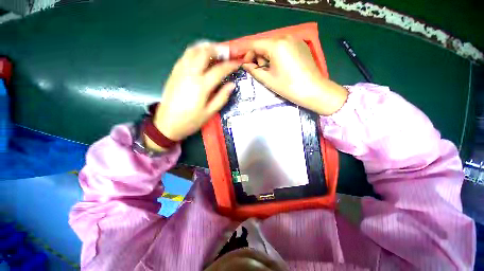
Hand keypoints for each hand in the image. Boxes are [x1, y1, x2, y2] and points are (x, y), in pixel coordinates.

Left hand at [148, 43, 239, 149]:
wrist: (167, 124)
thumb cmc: (191, 121)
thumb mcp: (210, 113)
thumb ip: (222, 97)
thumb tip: (232, 85)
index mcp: (201, 86)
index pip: (219, 70)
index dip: (230, 65)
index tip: (238, 63)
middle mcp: (189, 74)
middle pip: (204, 52)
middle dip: (218, 49)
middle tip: (227, 53)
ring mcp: (180, 71)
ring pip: (193, 50)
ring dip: (206, 47)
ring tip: (216, 51)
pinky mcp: (174, 73)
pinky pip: (185, 56)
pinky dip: (195, 52)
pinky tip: (201, 57)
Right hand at [241, 36, 347, 115]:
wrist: (313, 90)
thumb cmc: (288, 86)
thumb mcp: (268, 79)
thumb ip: (254, 70)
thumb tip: (245, 65)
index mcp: (276, 45)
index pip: (255, 44)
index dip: (247, 54)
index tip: (244, 65)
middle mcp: (286, 37)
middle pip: (265, 44)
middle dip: (259, 57)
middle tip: (260, 71)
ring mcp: (295, 40)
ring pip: (274, 46)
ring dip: (268, 57)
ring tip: (271, 71)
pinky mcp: (301, 45)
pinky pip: (283, 47)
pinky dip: (277, 55)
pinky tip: (281, 67)